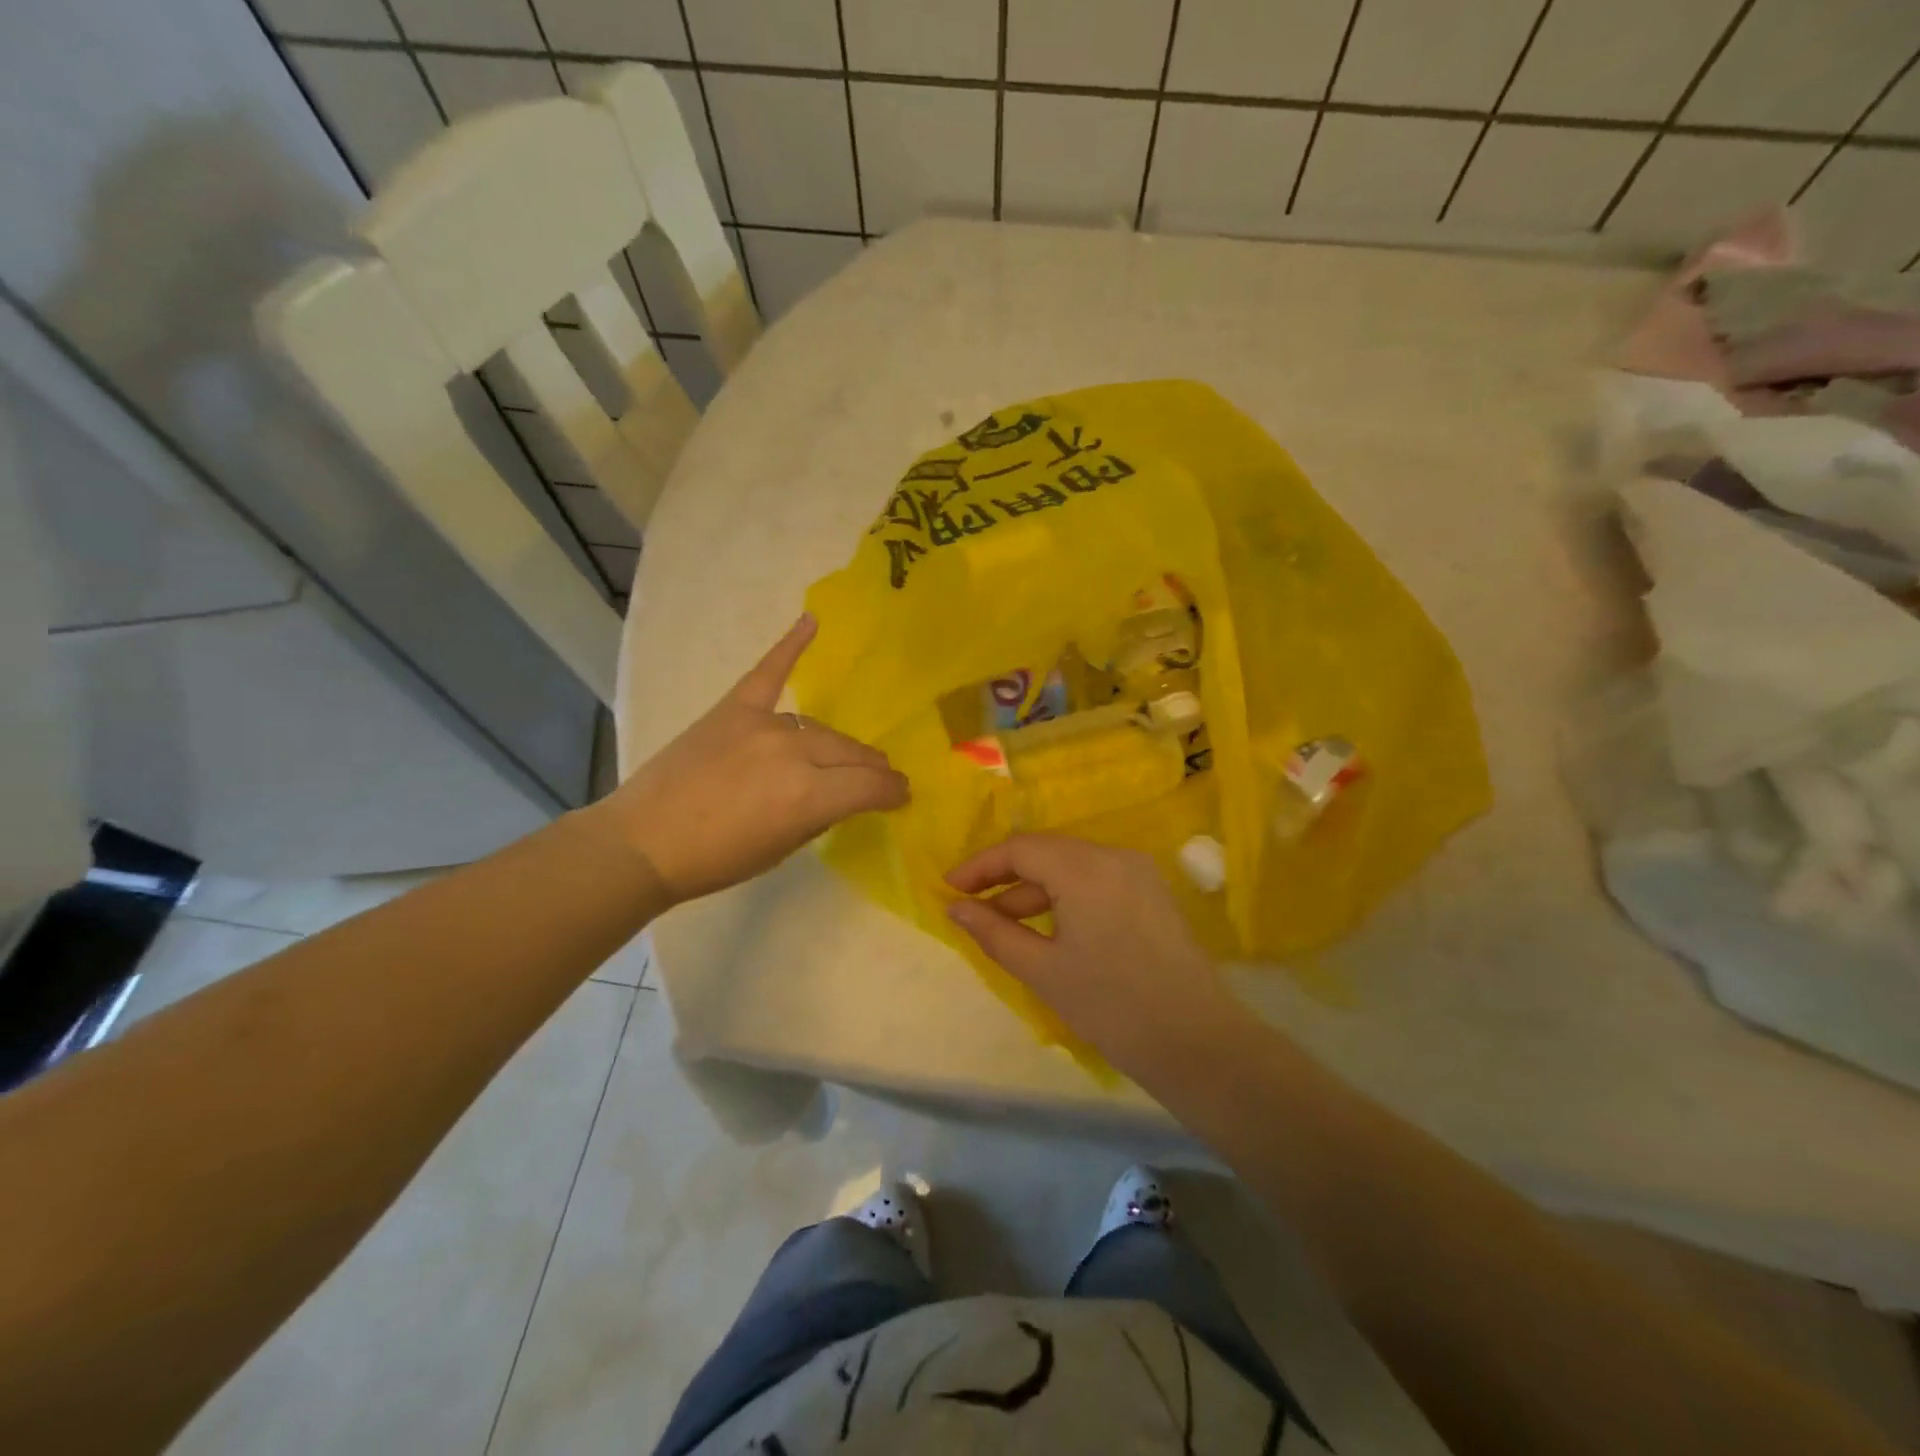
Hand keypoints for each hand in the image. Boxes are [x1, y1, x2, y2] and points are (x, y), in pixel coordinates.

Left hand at [604, 615, 908, 902]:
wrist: (642, 842)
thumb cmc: (716, 860)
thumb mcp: (783, 848)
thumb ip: (821, 814)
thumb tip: (845, 795)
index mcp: (809, 795)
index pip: (870, 785)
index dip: (892, 793)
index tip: (900, 797)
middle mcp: (793, 751)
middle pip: (850, 752)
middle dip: (872, 769)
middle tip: (879, 780)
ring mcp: (762, 724)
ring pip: (819, 728)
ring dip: (838, 745)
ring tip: (848, 756)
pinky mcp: (733, 709)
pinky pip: (768, 672)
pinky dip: (789, 645)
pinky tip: (811, 621)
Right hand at [944, 834, 1242, 1076]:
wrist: (1196, 1042)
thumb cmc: (1111, 1007)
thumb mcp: (1042, 971)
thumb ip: (994, 932)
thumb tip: (955, 908)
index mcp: (1085, 868)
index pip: (1020, 848)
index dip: (980, 866)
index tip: (948, 889)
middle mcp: (1113, 855)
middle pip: (1046, 850)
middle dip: (1004, 875)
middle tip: (970, 905)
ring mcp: (1138, 871)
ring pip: (1071, 865)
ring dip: (1034, 888)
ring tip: (1003, 923)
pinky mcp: (1151, 891)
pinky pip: (1096, 878)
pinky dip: (1065, 895)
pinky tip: (1047, 926)